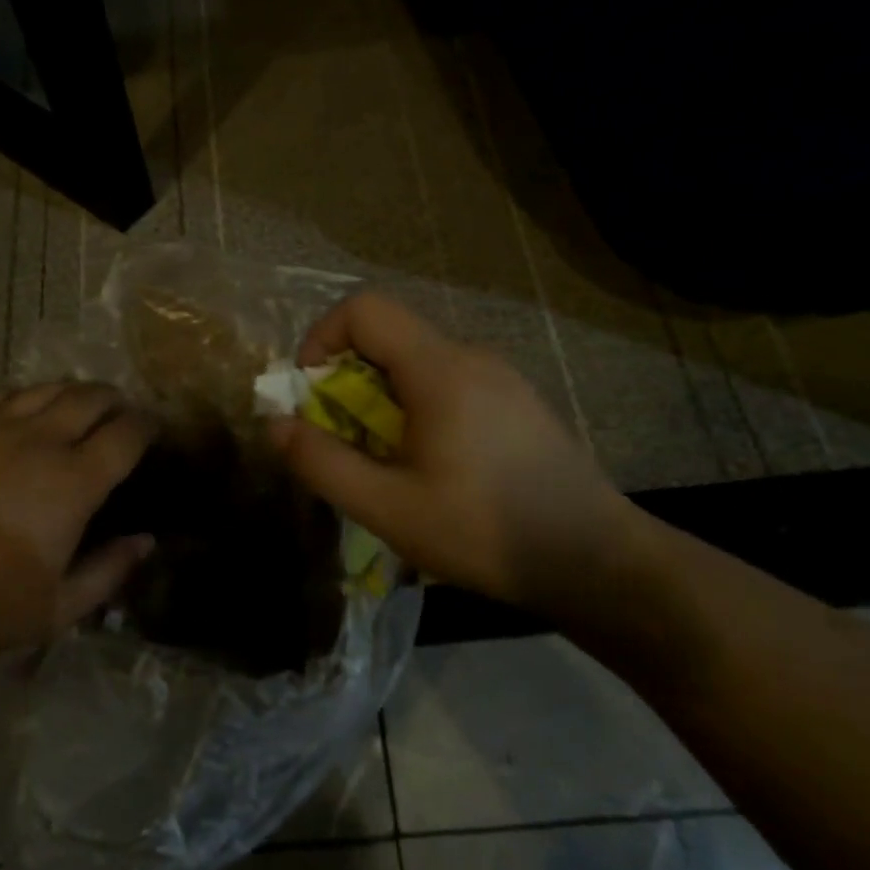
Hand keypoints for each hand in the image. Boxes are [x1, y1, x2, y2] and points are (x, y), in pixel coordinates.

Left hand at [0, 383, 155, 656]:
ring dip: (74, 392)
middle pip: (91, 398)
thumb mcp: (57, 609)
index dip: (147, 425)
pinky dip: (25, 397)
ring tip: (81, 404)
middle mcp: (41, 441)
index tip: (154, 428)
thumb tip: (146, 542)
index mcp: (74, 482)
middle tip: (122, 412)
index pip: (126, 434)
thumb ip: (109, 573)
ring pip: (47, 390)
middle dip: (115, 400)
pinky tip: (24, 408)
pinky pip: (1, 396)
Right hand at [269, 294, 643, 612]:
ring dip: (382, 399)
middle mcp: (471, 356)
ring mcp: (501, 378)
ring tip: (387, 462)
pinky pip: (449, 384)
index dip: (321, 337)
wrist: (595, 560)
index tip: (311, 392)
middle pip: (389, 337)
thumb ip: (322, 462)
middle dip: (348, 380)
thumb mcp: (387, 507)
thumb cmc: (483, 531)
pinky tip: (434, 467)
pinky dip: (417, 408)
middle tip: (345, 441)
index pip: (364, 309)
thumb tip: (274, 423)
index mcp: (438, 369)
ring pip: (419, 363)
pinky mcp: (517, 402)